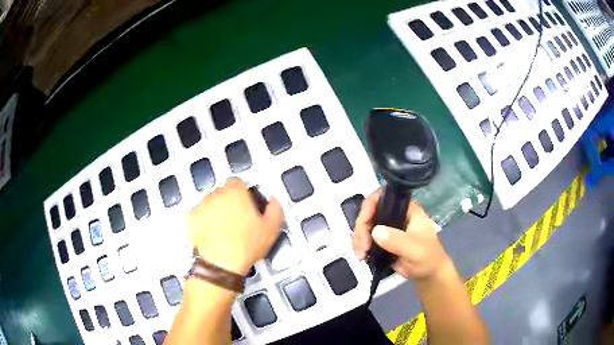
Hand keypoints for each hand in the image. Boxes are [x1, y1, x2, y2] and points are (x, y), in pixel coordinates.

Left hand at [187, 178, 283, 275]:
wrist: (221, 264)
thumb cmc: (247, 244)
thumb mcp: (271, 228)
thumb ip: (275, 209)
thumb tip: (273, 200)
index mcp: (236, 191)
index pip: (238, 182)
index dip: (243, 194)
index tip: (247, 207)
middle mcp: (215, 193)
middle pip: (223, 192)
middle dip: (229, 202)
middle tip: (237, 220)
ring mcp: (200, 205)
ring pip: (210, 203)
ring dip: (216, 211)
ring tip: (222, 229)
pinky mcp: (190, 218)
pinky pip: (199, 215)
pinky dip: (203, 221)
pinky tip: (210, 234)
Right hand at [352, 189, 450, 280]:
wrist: (428, 273)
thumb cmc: (427, 258)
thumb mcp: (415, 250)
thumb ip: (398, 241)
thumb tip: (375, 232)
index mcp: (407, 209)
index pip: (383, 197)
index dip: (370, 206)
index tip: (364, 223)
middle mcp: (396, 214)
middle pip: (370, 211)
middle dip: (362, 228)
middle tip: (362, 246)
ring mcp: (388, 226)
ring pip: (366, 225)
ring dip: (359, 238)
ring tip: (361, 255)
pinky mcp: (383, 239)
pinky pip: (366, 237)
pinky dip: (361, 245)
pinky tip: (363, 256)